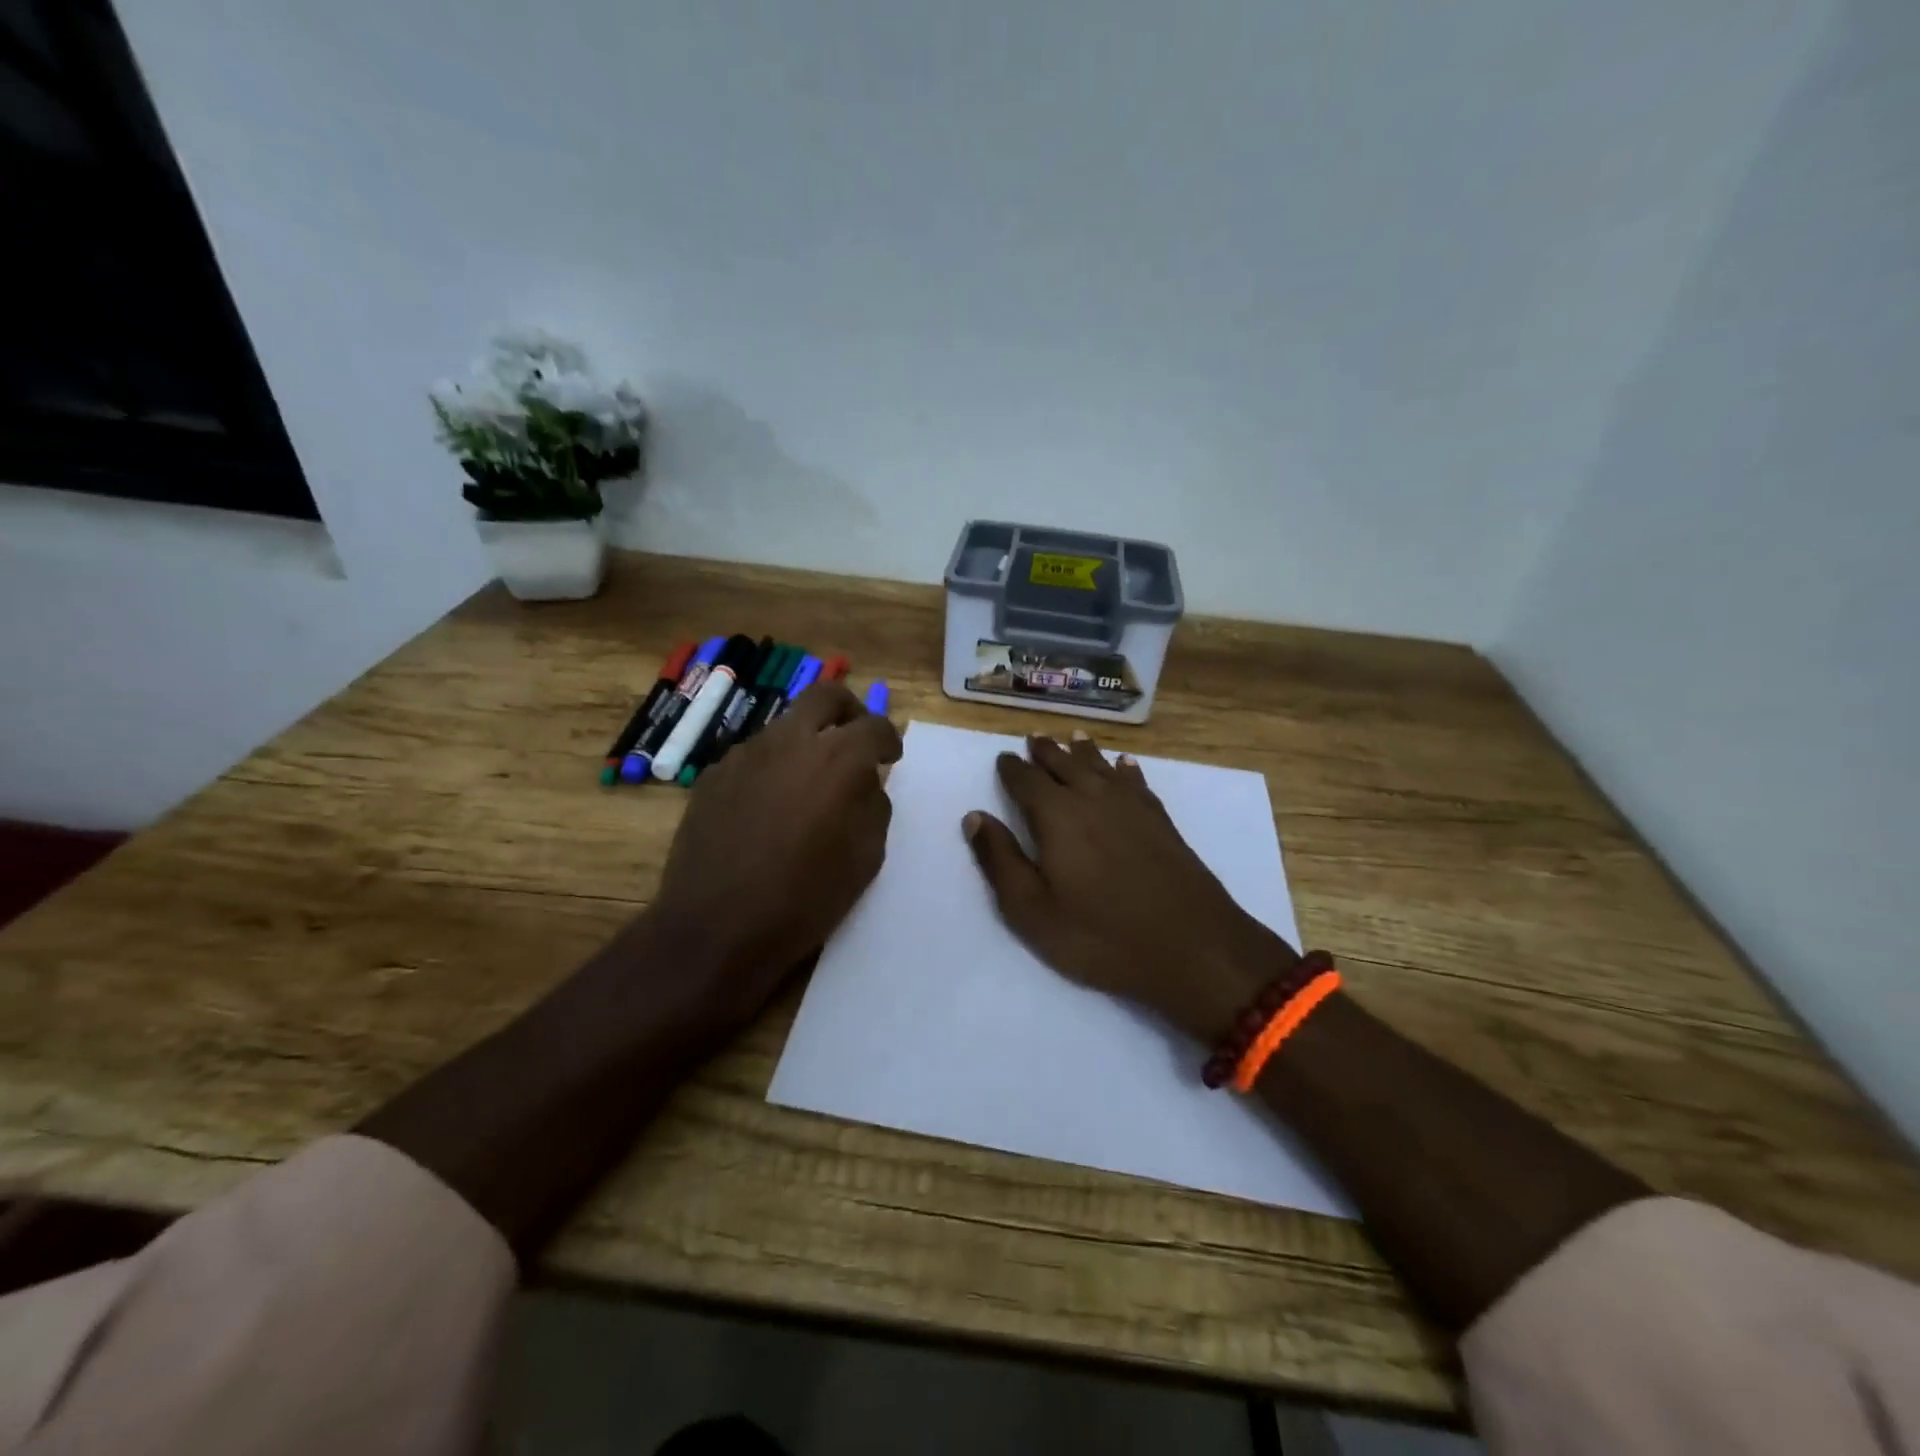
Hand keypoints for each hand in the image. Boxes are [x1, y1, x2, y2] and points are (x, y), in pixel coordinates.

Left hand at [647, 681, 901, 1025]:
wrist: (717, 927)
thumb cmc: (805, 898)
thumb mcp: (866, 857)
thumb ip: (873, 805)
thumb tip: (865, 784)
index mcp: (838, 758)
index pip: (874, 725)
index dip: (889, 739)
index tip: (890, 758)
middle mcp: (790, 741)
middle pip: (826, 695)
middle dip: (849, 710)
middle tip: (855, 739)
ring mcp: (746, 754)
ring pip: (785, 725)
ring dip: (806, 740)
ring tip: (809, 781)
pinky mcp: (713, 774)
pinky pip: (753, 756)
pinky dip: (772, 767)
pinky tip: (769, 806)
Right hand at [963, 733, 1297, 1044]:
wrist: (1191, 946)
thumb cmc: (1100, 934)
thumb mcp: (1031, 909)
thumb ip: (1000, 860)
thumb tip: (974, 817)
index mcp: (1056, 815)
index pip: (1026, 780)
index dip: (1012, 768)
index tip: (1003, 758)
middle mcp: (1092, 798)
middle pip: (1064, 764)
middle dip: (1046, 751)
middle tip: (1034, 738)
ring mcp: (1132, 807)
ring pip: (1101, 766)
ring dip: (1083, 751)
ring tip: (1073, 738)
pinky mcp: (1161, 821)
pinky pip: (1137, 782)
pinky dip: (1126, 770)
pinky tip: (1125, 765)